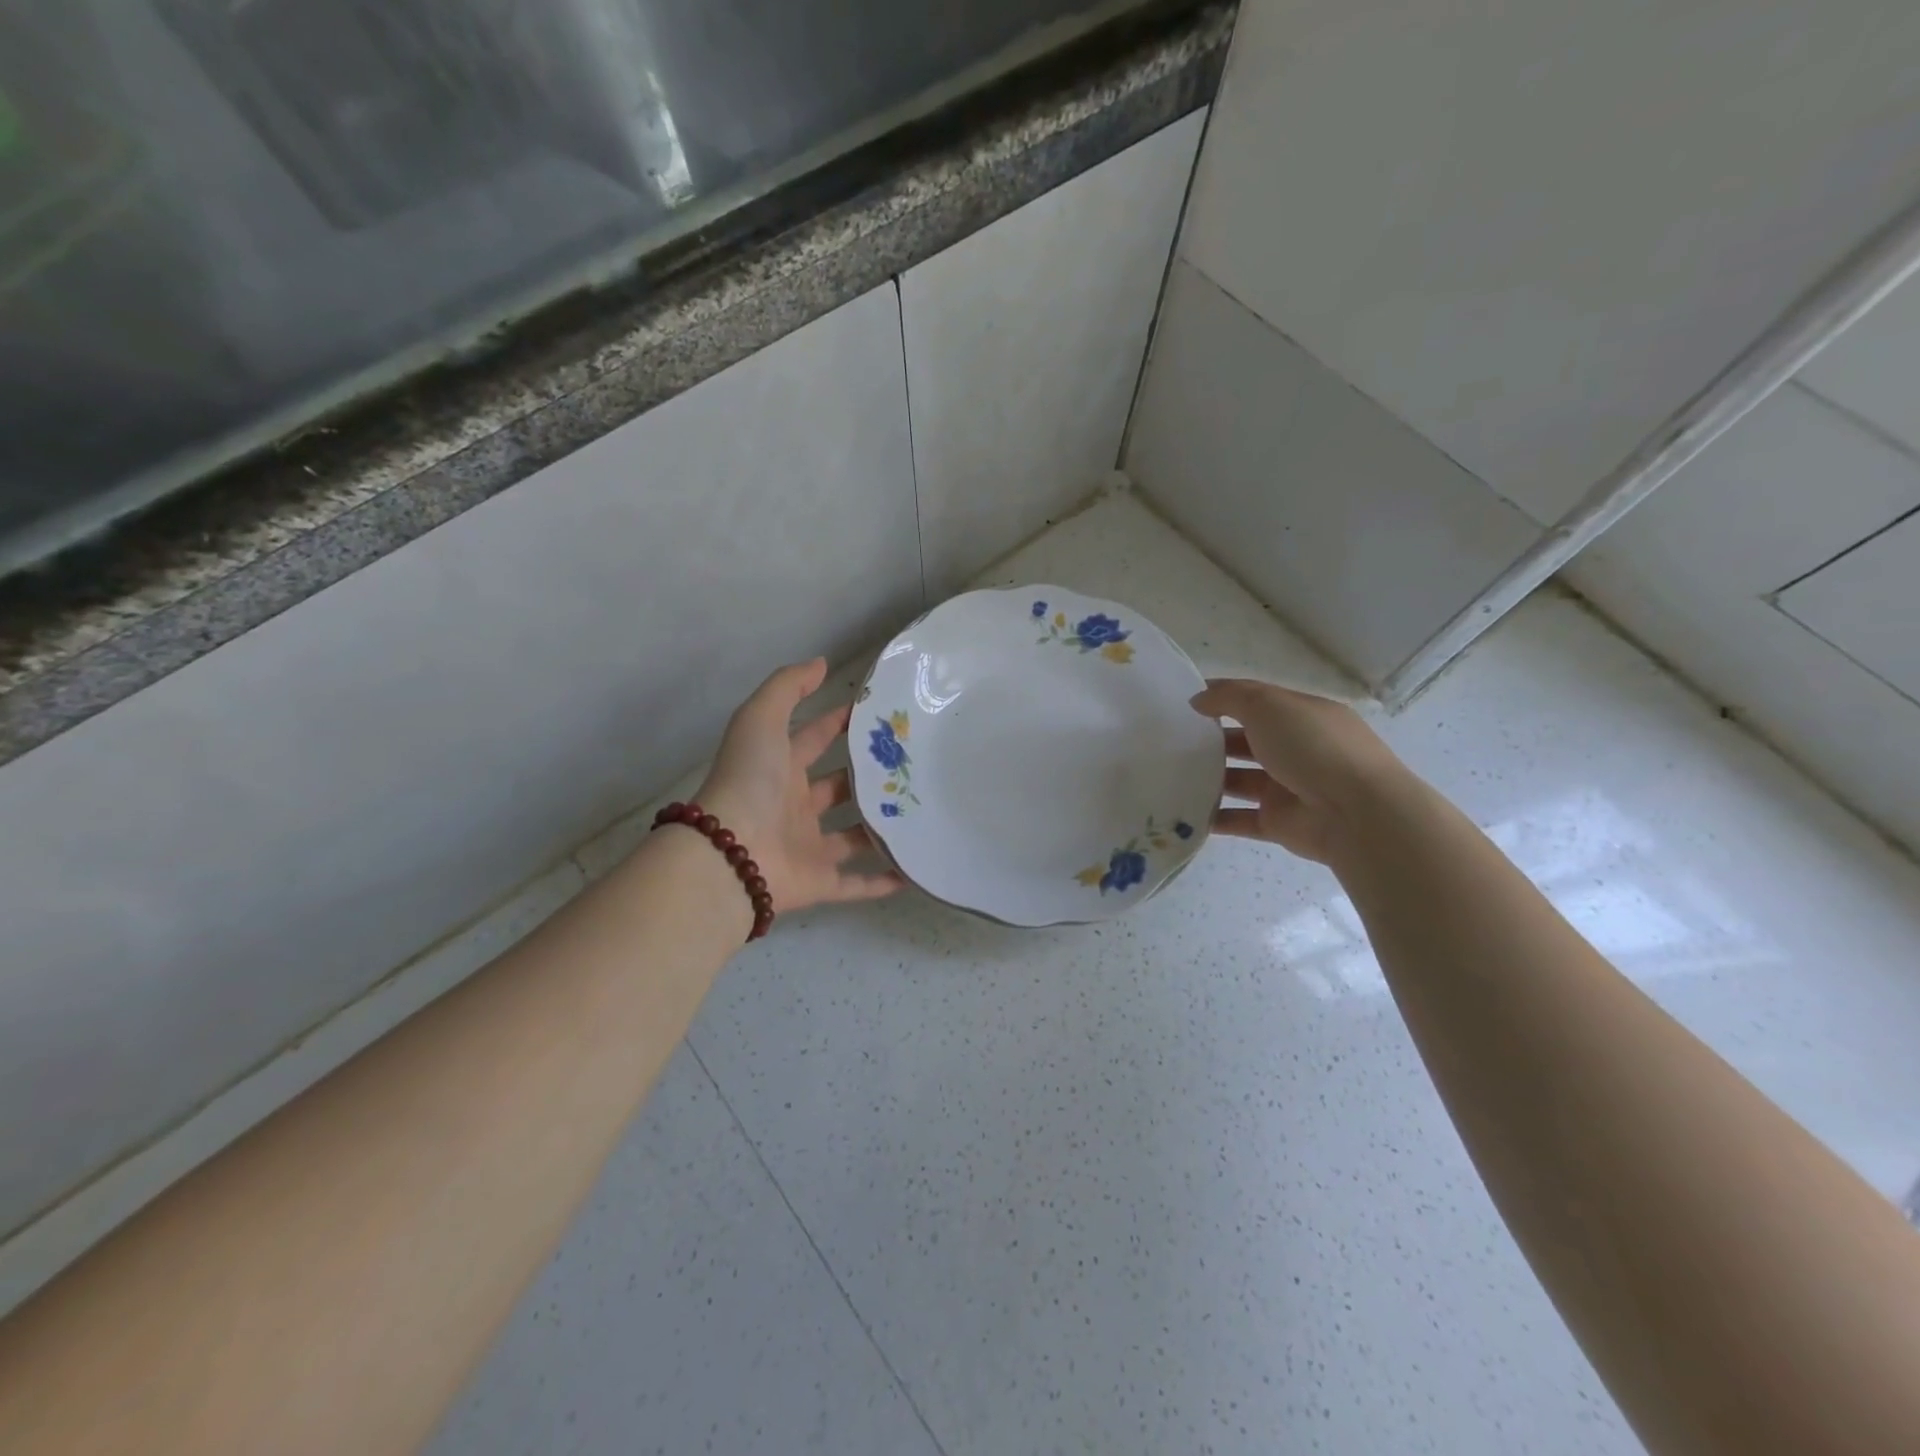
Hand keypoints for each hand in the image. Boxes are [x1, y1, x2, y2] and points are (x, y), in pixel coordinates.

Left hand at [694, 658, 902, 913]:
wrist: (730, 854)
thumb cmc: (749, 781)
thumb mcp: (761, 719)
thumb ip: (788, 687)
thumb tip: (821, 663)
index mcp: (779, 769)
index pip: (814, 740)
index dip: (840, 723)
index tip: (881, 715)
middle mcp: (793, 807)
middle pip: (837, 788)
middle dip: (868, 776)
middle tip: (913, 764)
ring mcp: (806, 847)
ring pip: (851, 836)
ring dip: (880, 826)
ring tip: (922, 812)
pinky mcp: (818, 882)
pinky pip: (855, 884)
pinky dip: (883, 881)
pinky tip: (915, 869)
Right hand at [1191, 678, 1408, 864]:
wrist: (1356, 813)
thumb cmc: (1313, 747)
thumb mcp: (1268, 706)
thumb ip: (1229, 697)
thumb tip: (1197, 700)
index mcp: (1303, 716)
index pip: (1257, 701)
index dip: (1222, 698)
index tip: (1184, 704)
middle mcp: (1297, 749)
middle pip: (1246, 741)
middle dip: (1212, 740)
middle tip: (1169, 742)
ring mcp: (1287, 788)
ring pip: (1239, 781)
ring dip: (1209, 778)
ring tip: (1170, 776)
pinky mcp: (1278, 822)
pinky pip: (1238, 818)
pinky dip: (1213, 817)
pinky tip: (1182, 813)